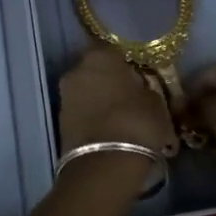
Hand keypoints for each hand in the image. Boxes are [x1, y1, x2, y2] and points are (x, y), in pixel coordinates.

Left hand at [57, 46, 178, 158]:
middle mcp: (76, 70)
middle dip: (111, 83)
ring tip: (121, 120)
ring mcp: (65, 96)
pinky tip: (110, 132)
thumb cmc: (136, 122)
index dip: (127, 64)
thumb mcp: (156, 102)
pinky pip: (82, 113)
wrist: (104, 164)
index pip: (114, 51)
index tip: (139, 78)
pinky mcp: (60, 122)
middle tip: (131, 99)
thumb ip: (146, 89)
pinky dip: (93, 119)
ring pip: (88, 93)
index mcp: (100, 56)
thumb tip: (140, 90)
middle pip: (97, 72)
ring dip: (101, 102)